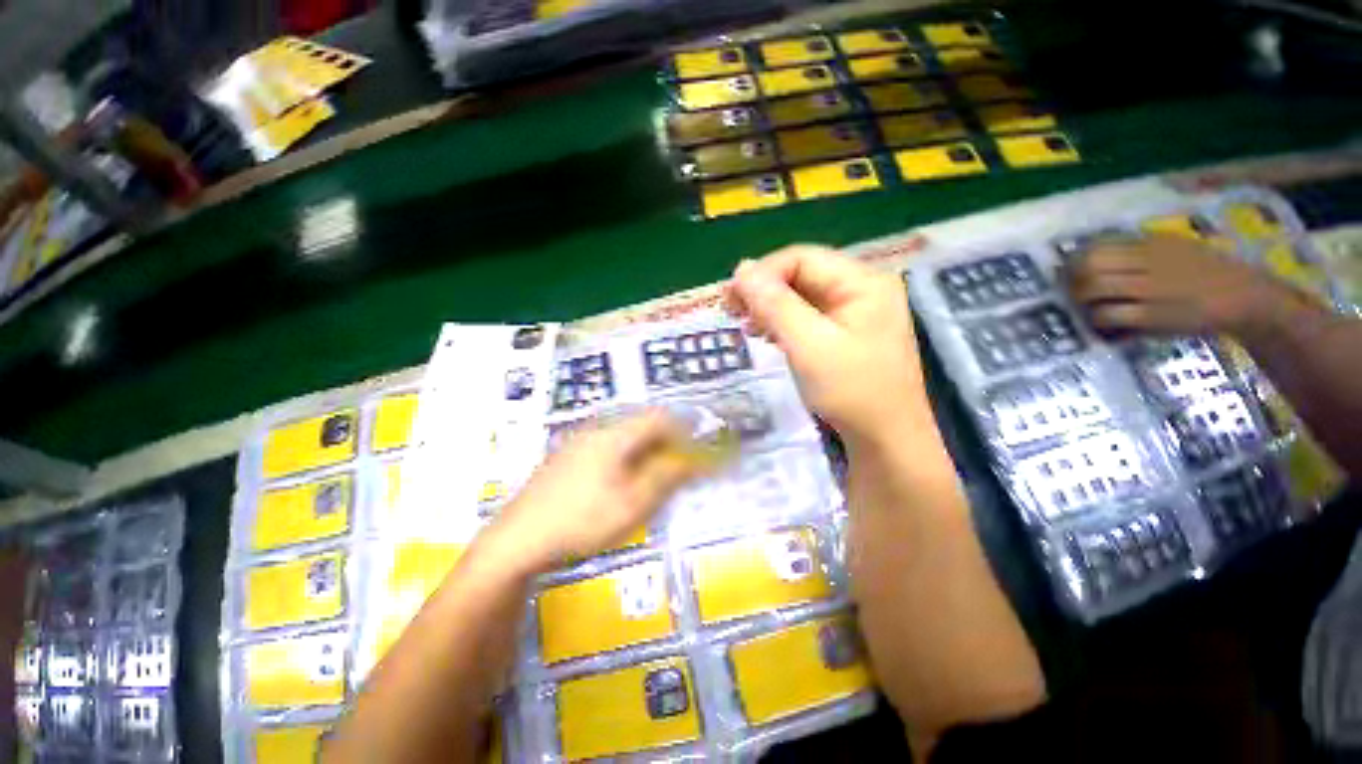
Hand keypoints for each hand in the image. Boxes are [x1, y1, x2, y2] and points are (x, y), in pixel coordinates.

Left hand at [491, 411, 697, 570]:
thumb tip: (696, 461)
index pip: (659, 418)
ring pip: (625, 437)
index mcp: (614, 435)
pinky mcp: (566, 458)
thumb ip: (668, 477)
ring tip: (653, 479)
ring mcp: (578, 443)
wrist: (517, 541)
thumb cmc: (581, 521)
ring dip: (646, 452)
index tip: (698, 450)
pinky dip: (626, 459)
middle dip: (667, 443)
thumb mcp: (634, 503)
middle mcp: (596, 430)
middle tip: (678, 468)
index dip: (684, 430)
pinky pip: (607, 448)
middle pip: (642, 425)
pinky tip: (622, 484)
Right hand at [724, 244, 927, 446]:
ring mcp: (856, 311)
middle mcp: (863, 288)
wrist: (886, 441)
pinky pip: (809, 316)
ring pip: (802, 295)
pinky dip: (784, 322)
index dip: (762, 273)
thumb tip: (742, 269)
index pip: (802, 258)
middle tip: (732, 311)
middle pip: (802, 274)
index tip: (731, 298)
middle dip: (764, 291)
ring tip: (746, 325)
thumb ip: (775, 305)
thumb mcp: (809, 345)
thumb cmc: (852, 392)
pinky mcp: (847, 332)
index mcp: (863, 281)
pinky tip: (767, 335)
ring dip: (770, 307)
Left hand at [1067, 235, 1293, 337]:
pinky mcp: (1158, 315)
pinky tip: (1105, 325)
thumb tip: (1086, 258)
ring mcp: (1155, 288)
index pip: (1096, 247)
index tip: (1069, 276)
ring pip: (1096, 288)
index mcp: (1152, 244)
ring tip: (1088, 311)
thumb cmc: (1204, 275)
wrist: (1247, 298)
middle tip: (1075, 296)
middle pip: (1089, 266)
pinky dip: (1099, 321)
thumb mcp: (1173, 251)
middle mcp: (1151, 261)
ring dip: (1083, 302)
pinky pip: (1111, 315)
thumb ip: (1136, 253)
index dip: (1074, 263)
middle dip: (1072, 283)